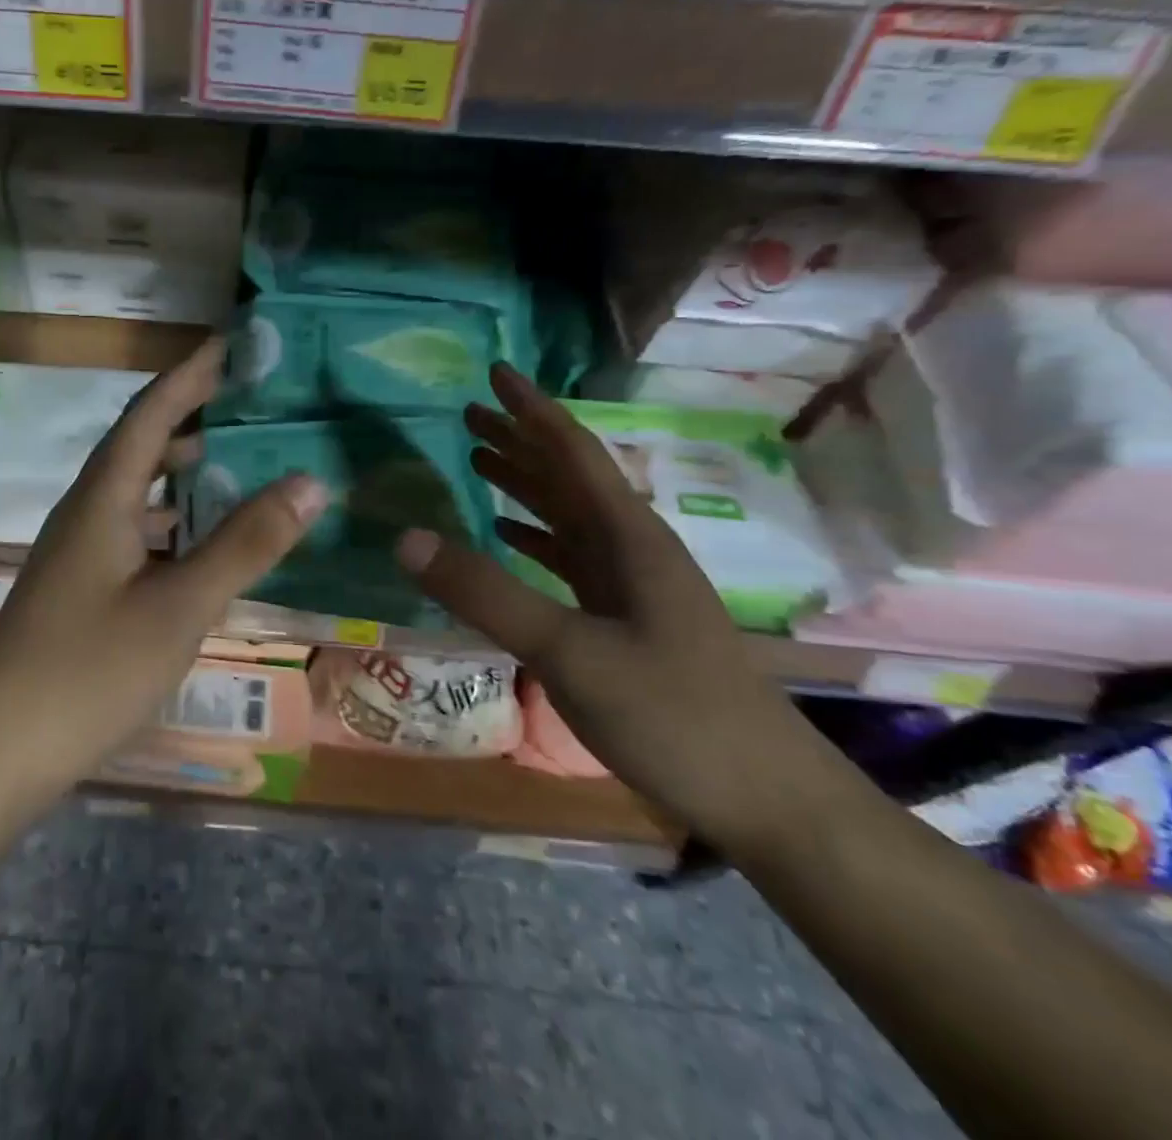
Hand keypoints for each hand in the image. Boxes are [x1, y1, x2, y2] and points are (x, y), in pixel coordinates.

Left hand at [0, 339, 326, 796]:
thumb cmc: (89, 671)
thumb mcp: (180, 606)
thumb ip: (245, 543)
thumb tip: (310, 480)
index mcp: (104, 498)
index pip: (151, 413)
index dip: (191, 374)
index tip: (232, 344)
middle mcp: (87, 510)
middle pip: (142, 443)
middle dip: (193, 415)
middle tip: (252, 402)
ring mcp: (81, 550)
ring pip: (139, 490)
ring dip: (185, 469)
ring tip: (241, 460)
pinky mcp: (83, 585)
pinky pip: (137, 529)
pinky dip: (175, 519)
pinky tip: (206, 540)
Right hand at [394, 364, 833, 849]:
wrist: (765, 798)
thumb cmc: (673, 714)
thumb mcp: (569, 652)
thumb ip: (486, 594)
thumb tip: (406, 537)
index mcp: (626, 537)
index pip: (571, 452)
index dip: (532, 409)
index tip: (495, 372)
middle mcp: (630, 548)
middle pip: (566, 476)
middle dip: (518, 440)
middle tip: (468, 414)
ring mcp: (630, 585)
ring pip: (567, 515)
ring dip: (524, 485)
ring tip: (478, 461)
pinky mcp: (625, 619)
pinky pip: (569, 558)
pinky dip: (534, 538)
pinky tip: (509, 538)